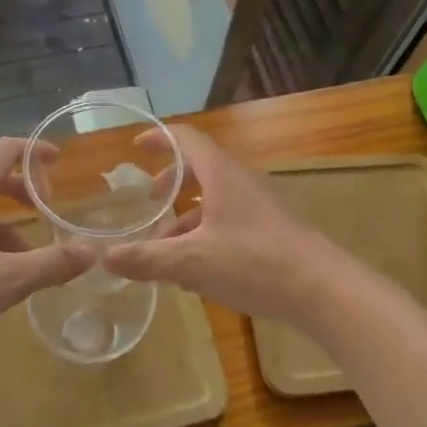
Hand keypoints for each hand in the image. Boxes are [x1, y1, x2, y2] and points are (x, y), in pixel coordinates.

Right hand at [105, 126, 336, 327]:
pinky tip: (196, 271)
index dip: (160, 138)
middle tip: (151, 202)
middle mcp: (240, 180)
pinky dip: (206, 233)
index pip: (186, 138)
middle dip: (171, 182)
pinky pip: (230, 220)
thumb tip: (105, 258)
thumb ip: (147, 259)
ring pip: (214, 199)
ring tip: (165, 249)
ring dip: (187, 216)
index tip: (136, 147)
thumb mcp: (192, 262)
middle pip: (200, 168)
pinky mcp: (271, 228)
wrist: (321, 288)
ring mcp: (259, 204)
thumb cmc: (253, 261)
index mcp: (221, 173)